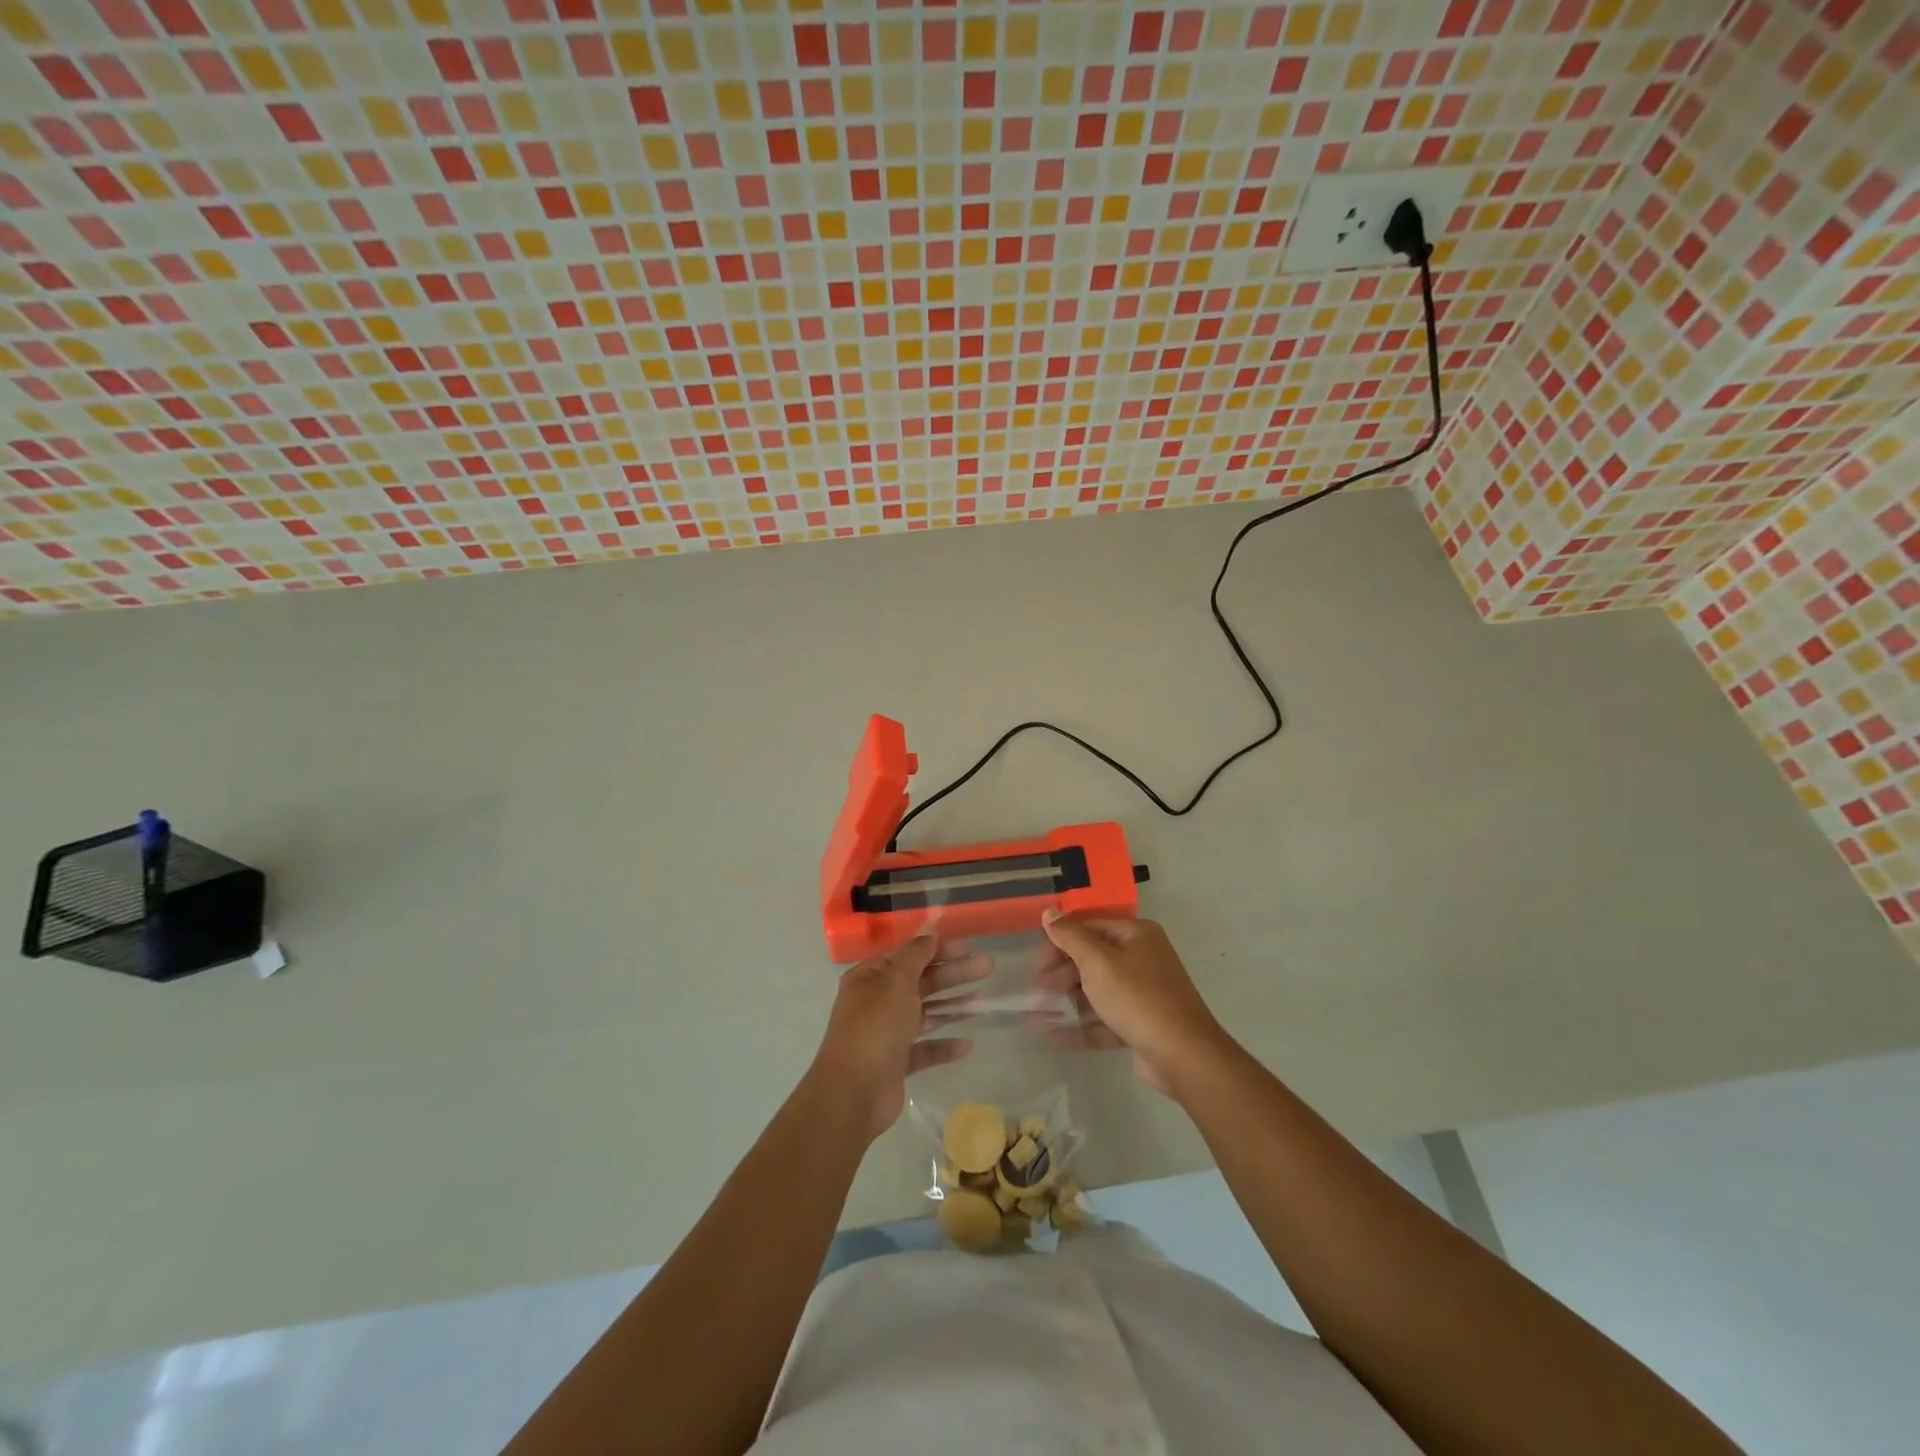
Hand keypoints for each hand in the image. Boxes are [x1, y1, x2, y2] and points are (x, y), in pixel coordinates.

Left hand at [809, 933, 990, 1140]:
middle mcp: (877, 1002)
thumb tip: (929, 929)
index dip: (938, 949)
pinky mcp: (896, 1063)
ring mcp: (886, 1033)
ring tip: (984, 1003)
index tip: (968, 946)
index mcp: (870, 978)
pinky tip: (966, 1046)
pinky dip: (944, 1045)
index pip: (908, 955)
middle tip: (987, 967)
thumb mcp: (896, 982)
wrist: (853, 1094)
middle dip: (953, 974)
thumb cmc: (875, 1028)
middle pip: (921, 982)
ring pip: (925, 1014)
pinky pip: (924, 1048)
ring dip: (953, 1007)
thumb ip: (916, 955)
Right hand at [1036, 912, 1229, 1096]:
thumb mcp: (1098, 962)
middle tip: (1036, 992)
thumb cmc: (1138, 998)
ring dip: (1067, 1002)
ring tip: (1037, 1015)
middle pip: (1093, 959)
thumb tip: (1049, 912)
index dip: (1059, 942)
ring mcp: (1144, 993)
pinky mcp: (1142, 1024)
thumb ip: (1071, 936)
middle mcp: (1143, 958)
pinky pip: (1106, 1018)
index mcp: (1137, 935)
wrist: (1184, 1056)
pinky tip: (1054, 1035)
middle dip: (1061, 975)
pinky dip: (1082, 1025)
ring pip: (1098, 991)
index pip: (1090, 928)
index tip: (1036, 963)